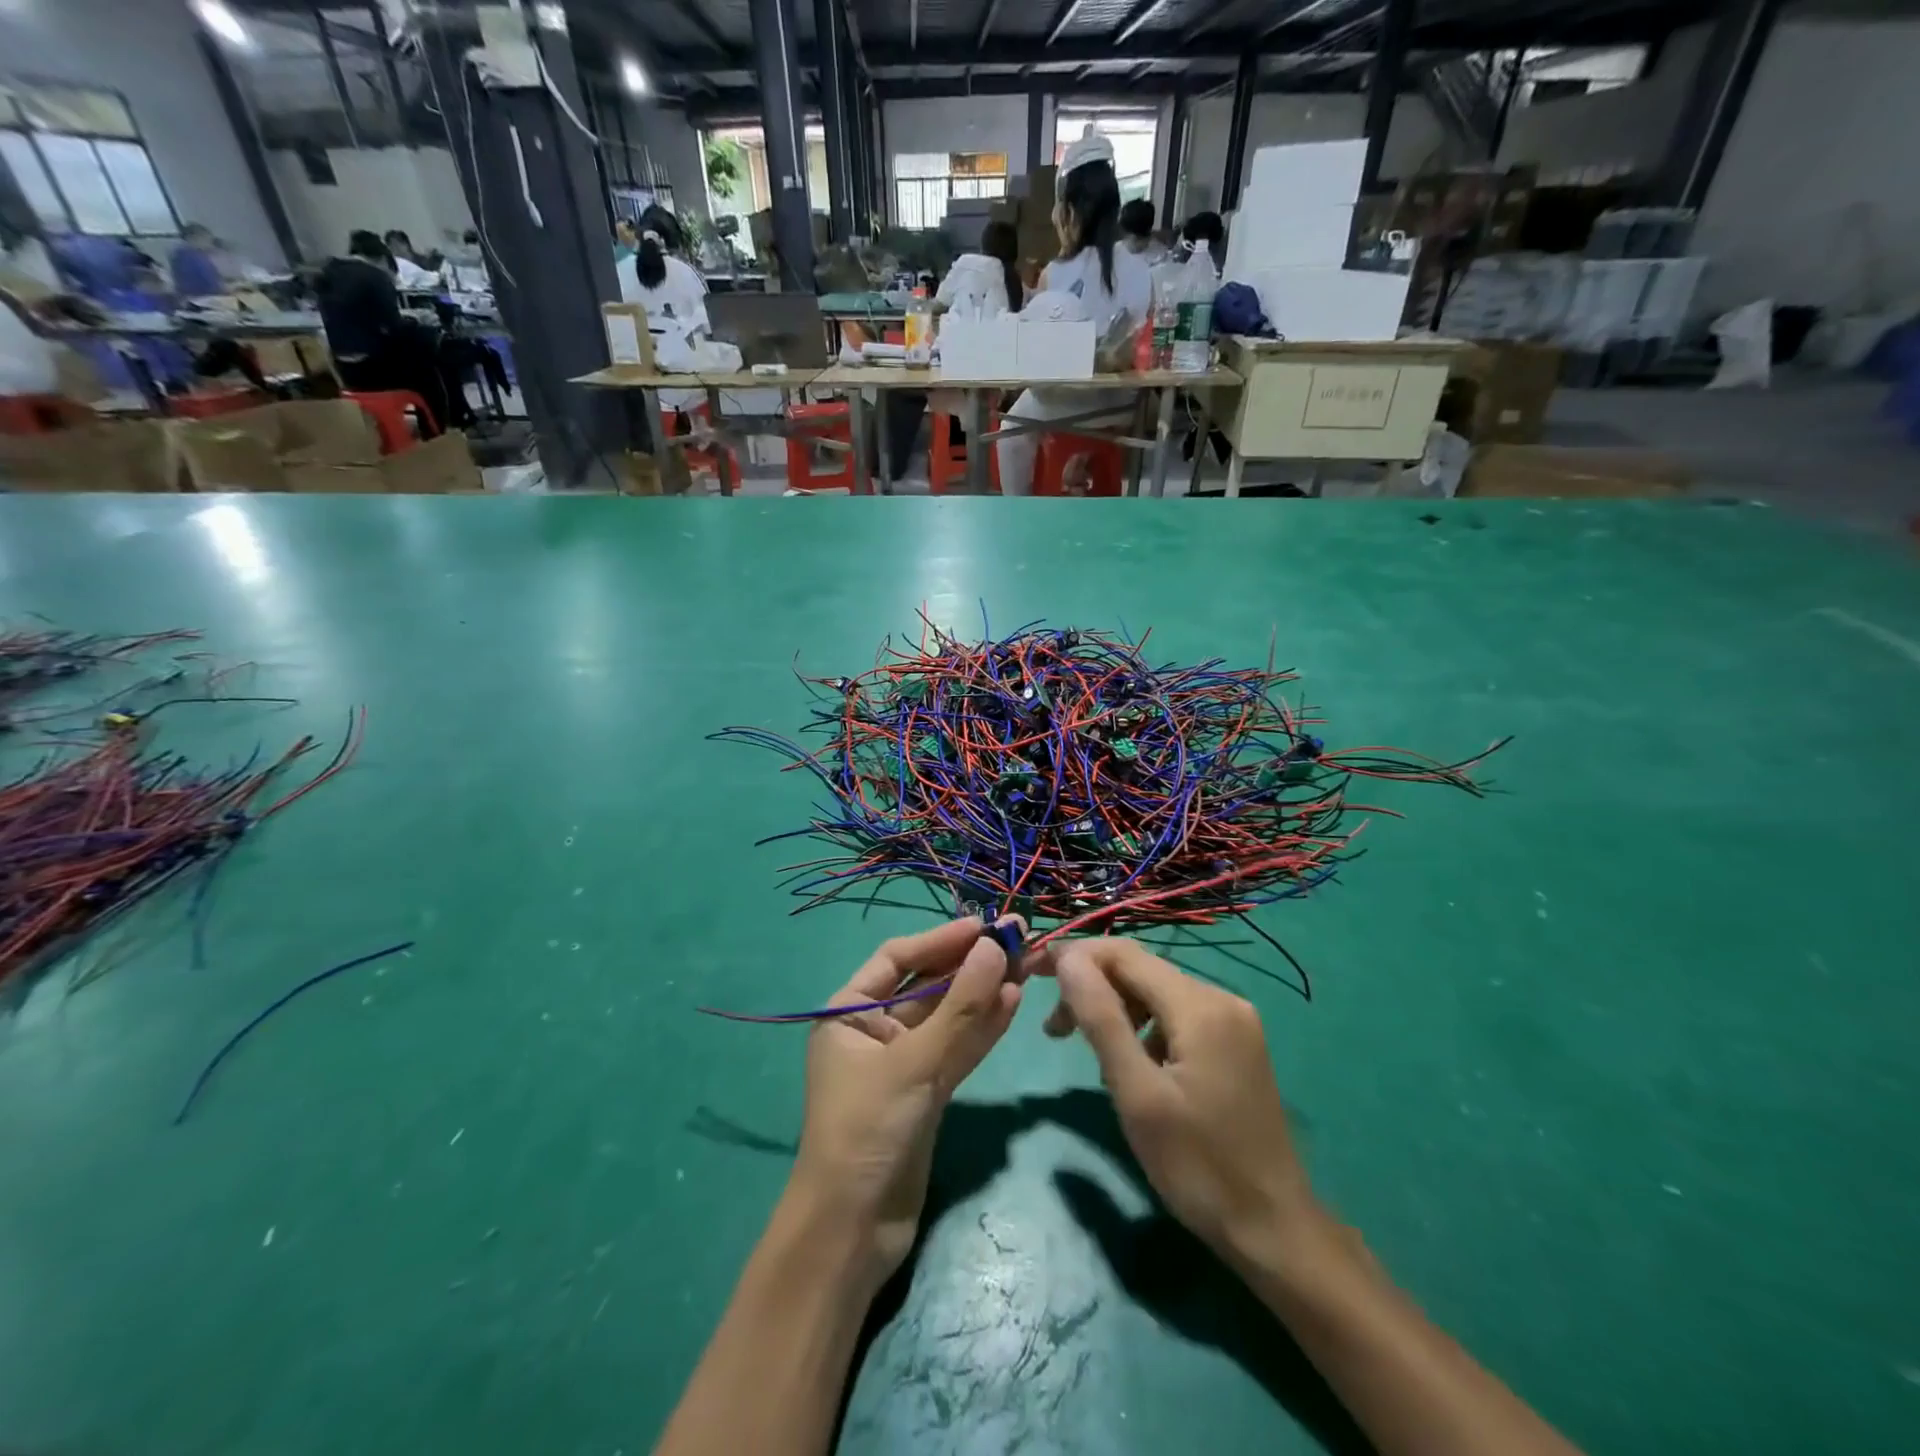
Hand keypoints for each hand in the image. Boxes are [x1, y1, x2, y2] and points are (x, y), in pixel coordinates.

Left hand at [788, 916, 1035, 1294]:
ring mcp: (903, 1062)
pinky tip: (1013, 1003)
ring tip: (1026, 966)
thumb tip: (995, 947)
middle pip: (928, 984)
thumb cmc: (867, 1131)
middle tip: (1018, 940)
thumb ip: (961, 1007)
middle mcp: (874, 1030)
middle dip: (970, 964)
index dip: (941, 939)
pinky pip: (957, 1049)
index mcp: (850, 1012)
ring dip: (984, 993)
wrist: (853, 1231)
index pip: (898, 958)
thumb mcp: (914, 1063)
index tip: (984, 925)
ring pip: (949, 1017)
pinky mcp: (926, 1092)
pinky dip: (983, 1028)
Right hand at [1043, 938, 1328, 1273]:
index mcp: (1200, 1005)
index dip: (1074, 956)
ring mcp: (1234, 1020)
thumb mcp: (1137, 1094)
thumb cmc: (1198, 1166)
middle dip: (1092, 987)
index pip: (1123, 954)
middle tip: (1053, 1030)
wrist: (1275, 1230)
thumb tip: (1068, 959)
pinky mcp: (1235, 1043)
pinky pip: (1176, 1015)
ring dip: (1114, 1008)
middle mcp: (1221, 998)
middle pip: (1140, 970)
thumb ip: (1101, 1019)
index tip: (1032, 974)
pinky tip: (1130, 1063)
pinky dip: (1142, 1027)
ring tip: (1083, 1048)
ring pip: (1156, 992)